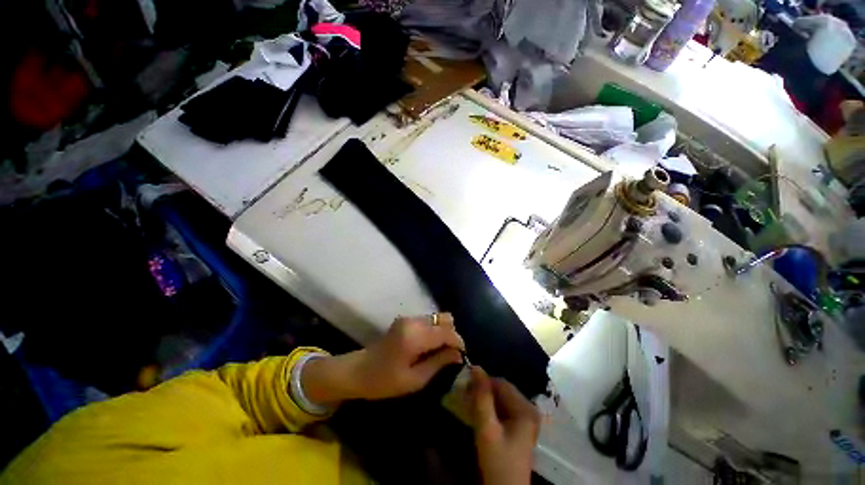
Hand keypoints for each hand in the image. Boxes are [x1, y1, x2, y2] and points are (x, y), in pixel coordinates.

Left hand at [301, 313, 464, 404]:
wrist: (359, 371)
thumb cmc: (385, 381)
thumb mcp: (415, 379)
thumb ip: (439, 363)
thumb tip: (459, 355)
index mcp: (416, 336)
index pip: (447, 332)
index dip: (459, 342)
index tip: (462, 356)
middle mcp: (414, 321)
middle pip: (445, 318)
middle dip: (452, 334)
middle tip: (450, 354)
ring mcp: (409, 318)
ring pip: (438, 317)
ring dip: (443, 332)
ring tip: (440, 352)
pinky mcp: (406, 320)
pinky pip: (428, 321)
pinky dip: (434, 331)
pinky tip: (429, 347)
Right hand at [469, 366, 539, 484]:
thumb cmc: (497, 461)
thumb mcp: (487, 429)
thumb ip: (482, 397)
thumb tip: (476, 367)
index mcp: (525, 408)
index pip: (501, 383)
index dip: (482, 382)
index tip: (465, 387)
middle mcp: (528, 409)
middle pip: (502, 390)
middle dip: (483, 391)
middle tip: (465, 396)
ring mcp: (525, 418)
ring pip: (501, 398)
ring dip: (485, 399)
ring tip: (470, 404)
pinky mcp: (520, 426)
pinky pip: (503, 408)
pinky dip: (490, 408)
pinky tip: (479, 414)